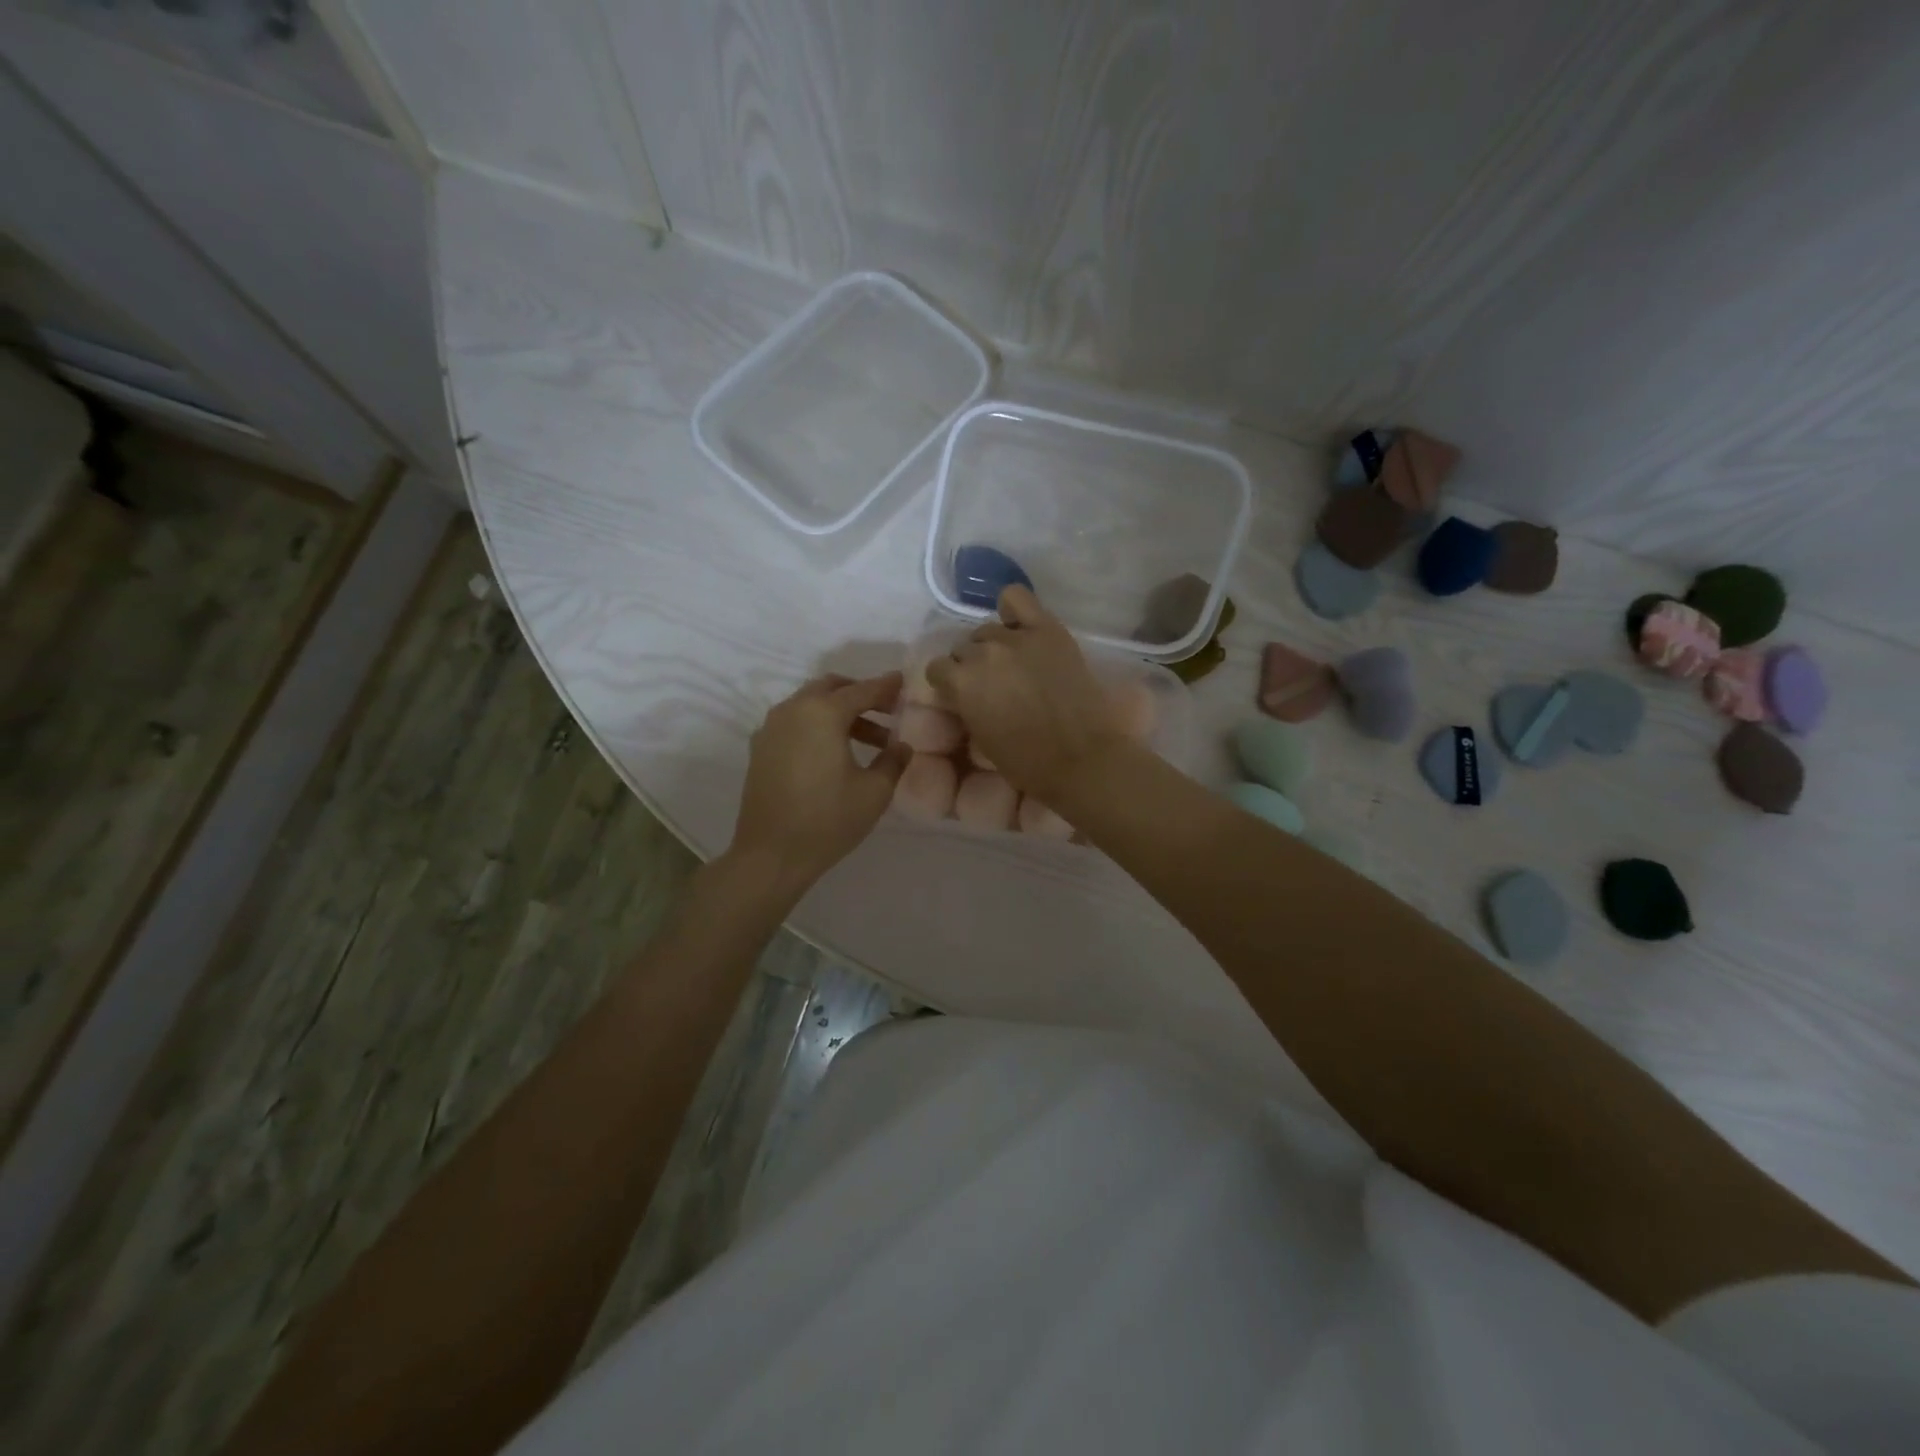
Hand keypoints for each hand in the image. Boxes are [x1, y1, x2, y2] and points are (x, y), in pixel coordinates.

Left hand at [728, 673, 908, 895]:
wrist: (770, 855)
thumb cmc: (828, 820)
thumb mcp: (874, 791)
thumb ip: (893, 760)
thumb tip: (902, 745)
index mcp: (822, 713)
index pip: (862, 691)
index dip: (887, 687)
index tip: (905, 683)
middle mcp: (792, 710)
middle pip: (831, 688)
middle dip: (861, 694)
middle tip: (888, 711)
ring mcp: (771, 728)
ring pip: (810, 704)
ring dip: (840, 712)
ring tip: (870, 740)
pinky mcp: (761, 748)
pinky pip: (794, 722)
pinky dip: (817, 725)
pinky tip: (835, 752)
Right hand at [926, 586, 1125, 801]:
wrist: (1082, 759)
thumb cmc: (1028, 763)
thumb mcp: (981, 738)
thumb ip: (967, 706)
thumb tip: (967, 693)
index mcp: (961, 683)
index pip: (938, 668)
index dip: (950, 683)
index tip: (963, 696)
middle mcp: (982, 653)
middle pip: (964, 648)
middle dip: (972, 666)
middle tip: (993, 684)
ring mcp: (1015, 638)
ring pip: (988, 629)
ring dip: (993, 645)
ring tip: (1013, 663)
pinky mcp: (1047, 630)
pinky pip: (1017, 598)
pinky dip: (1013, 609)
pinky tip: (1019, 624)